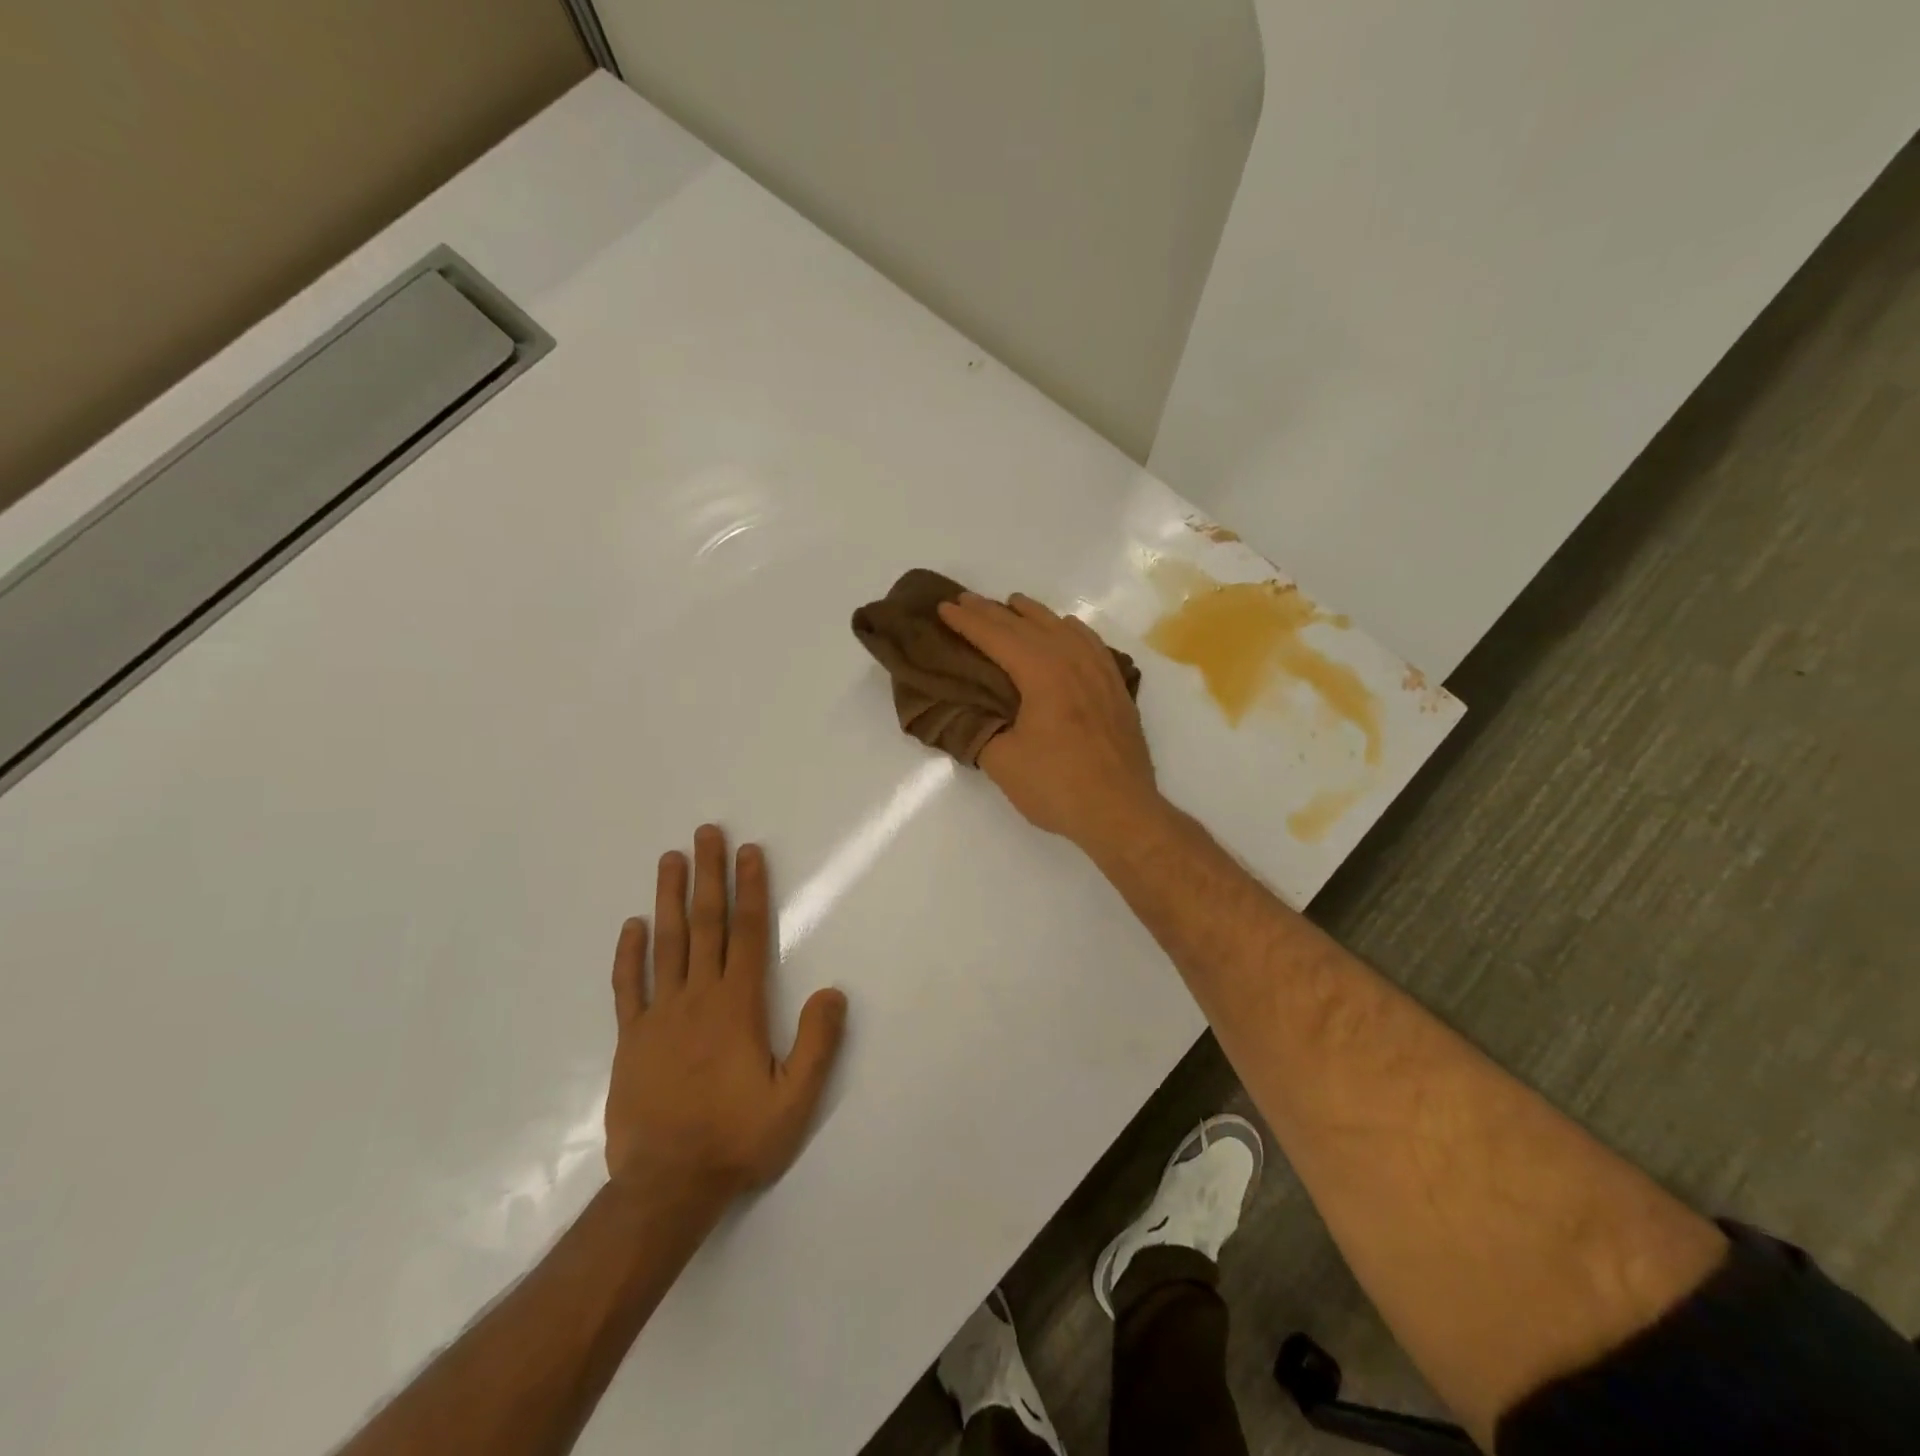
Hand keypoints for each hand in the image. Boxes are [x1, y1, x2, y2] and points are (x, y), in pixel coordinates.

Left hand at [605, 825, 847, 1200]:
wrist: (666, 1187)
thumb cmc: (737, 1139)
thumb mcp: (795, 1100)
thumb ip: (817, 1043)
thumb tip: (833, 991)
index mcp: (738, 1006)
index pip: (746, 933)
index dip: (750, 889)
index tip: (749, 852)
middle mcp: (698, 998)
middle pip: (705, 924)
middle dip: (708, 875)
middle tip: (706, 833)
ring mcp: (659, 1016)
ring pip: (666, 944)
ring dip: (670, 898)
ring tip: (670, 859)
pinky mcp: (631, 1039)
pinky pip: (628, 987)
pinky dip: (629, 954)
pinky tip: (632, 926)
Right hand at [937, 592, 1159, 850]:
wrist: (1121, 812)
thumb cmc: (1058, 786)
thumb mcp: (1003, 762)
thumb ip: (981, 730)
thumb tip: (970, 714)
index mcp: (1043, 674)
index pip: (998, 638)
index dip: (968, 622)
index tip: (945, 607)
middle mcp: (1073, 662)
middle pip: (1028, 626)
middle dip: (993, 612)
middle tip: (966, 600)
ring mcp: (1100, 673)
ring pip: (1063, 629)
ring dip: (1034, 614)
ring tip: (1014, 604)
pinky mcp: (1116, 690)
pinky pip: (1091, 644)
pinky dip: (1071, 631)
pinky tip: (1068, 630)